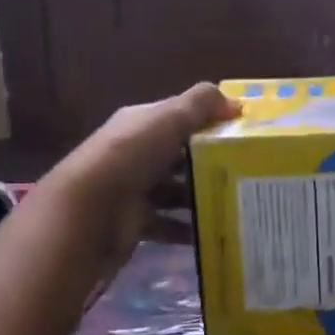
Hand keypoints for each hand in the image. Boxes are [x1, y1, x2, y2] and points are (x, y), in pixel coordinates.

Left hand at [43, 83, 238, 261]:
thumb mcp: (168, 118)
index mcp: (140, 124)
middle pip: (178, 156)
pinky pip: (169, 225)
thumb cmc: (131, 156)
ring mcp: (133, 190)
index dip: (208, 122)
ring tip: (236, 202)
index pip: (178, 118)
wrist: (88, 211)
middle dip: (209, 163)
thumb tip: (235, 102)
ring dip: (200, 197)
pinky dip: (188, 230)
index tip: (242, 134)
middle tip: (246, 171)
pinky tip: (214, 231)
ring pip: (175, 191)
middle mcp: (135, 154)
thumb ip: (201, 104)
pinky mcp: (135, 222)